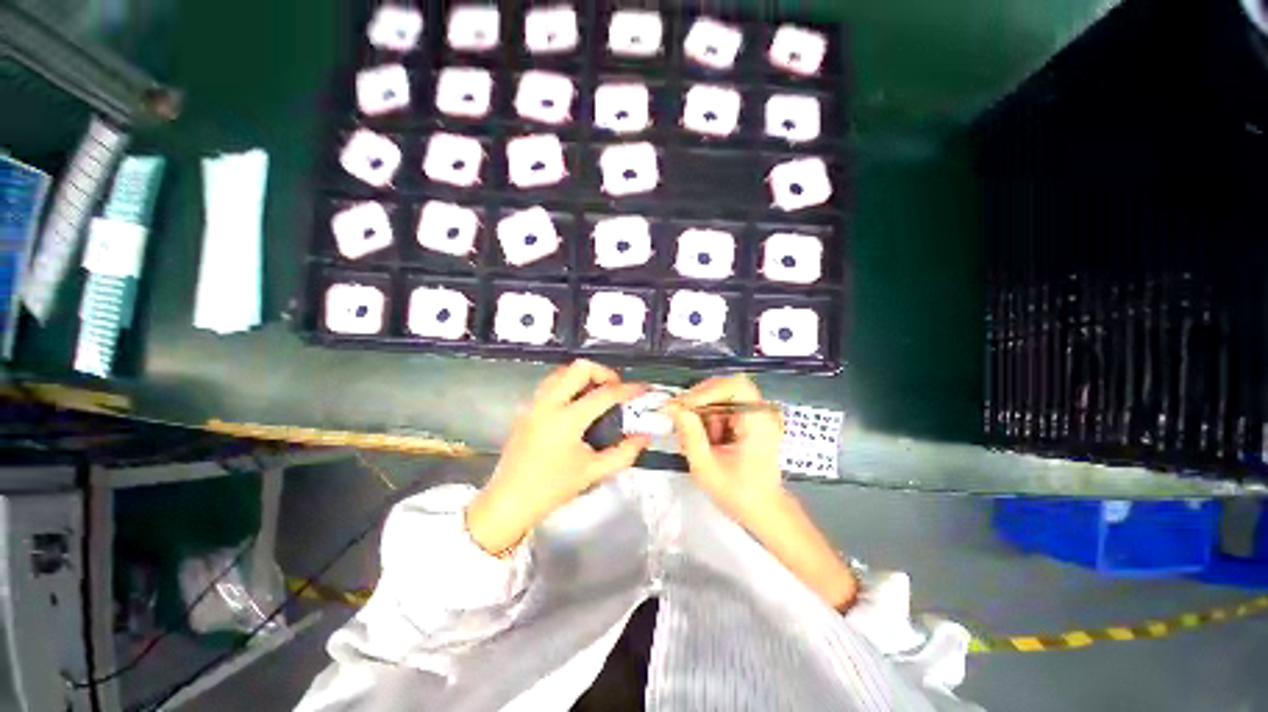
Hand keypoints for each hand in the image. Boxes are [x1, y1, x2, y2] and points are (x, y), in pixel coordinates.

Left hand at [467, 360, 649, 554]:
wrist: (509, 501)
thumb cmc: (552, 488)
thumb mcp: (593, 472)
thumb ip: (624, 453)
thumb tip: (644, 437)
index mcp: (566, 420)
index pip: (604, 394)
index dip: (628, 390)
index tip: (642, 389)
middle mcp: (548, 403)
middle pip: (579, 368)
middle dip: (603, 372)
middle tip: (616, 388)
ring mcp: (535, 403)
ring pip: (563, 371)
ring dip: (584, 376)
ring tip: (598, 393)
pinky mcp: (527, 408)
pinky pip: (552, 383)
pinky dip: (569, 383)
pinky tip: (577, 403)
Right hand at [668, 374, 784, 525]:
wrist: (763, 509)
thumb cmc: (738, 493)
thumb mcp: (706, 467)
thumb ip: (690, 434)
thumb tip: (673, 406)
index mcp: (759, 421)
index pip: (735, 386)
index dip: (706, 391)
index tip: (683, 407)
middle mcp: (762, 411)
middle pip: (727, 386)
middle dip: (701, 400)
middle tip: (681, 417)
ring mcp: (757, 414)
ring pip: (722, 395)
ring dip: (704, 411)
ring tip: (696, 436)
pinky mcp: (750, 418)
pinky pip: (725, 405)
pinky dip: (710, 417)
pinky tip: (706, 438)